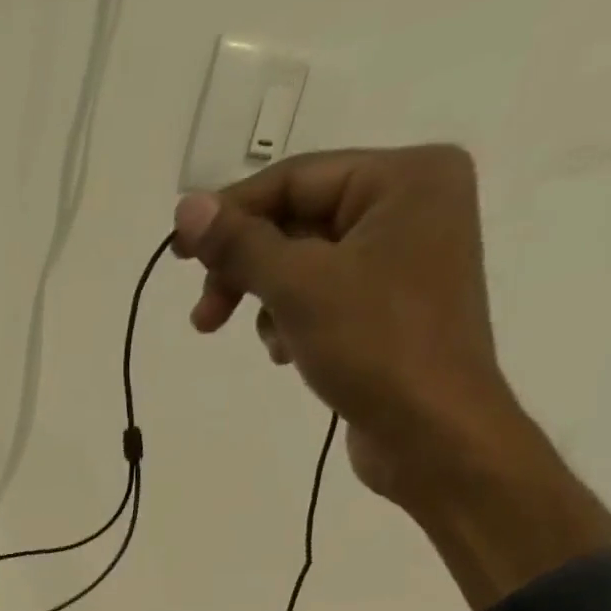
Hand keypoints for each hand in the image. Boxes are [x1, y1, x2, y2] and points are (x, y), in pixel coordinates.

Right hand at [172, 145, 610, 608]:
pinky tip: (288, 354)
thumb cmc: (375, 347)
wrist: (433, 432)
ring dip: (267, 302)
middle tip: (204, 318)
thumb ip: (241, 245)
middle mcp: (411, 206)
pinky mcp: (389, 306)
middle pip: (297, 222)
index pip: (295, 180)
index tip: (178, 257)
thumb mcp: (299, 288)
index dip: (230, 215)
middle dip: (246, 270)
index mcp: (406, 178)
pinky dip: (292, 321)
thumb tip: (185, 209)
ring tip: (266, 344)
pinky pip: (321, 296)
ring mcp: (402, 259)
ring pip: (302, 264)